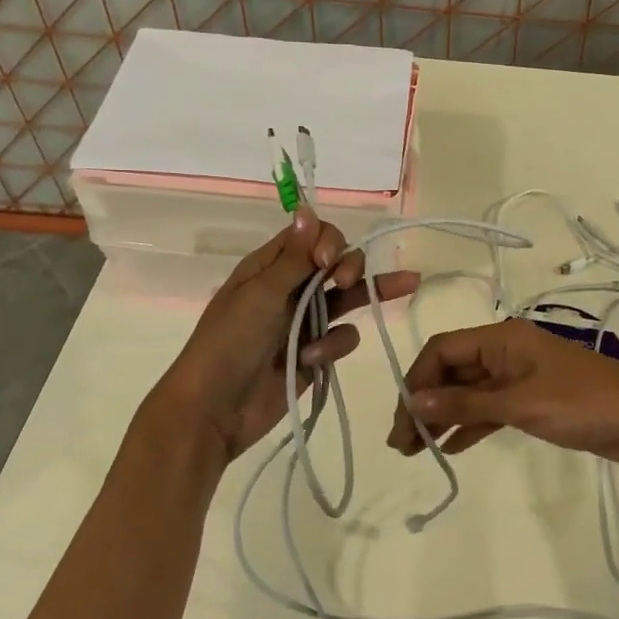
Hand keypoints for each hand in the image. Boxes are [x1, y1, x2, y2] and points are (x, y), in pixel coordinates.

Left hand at [141, 210, 419, 463]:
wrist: (214, 410)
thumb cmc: (229, 342)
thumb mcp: (261, 294)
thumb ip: (293, 256)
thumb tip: (307, 208)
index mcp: (270, 267)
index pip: (313, 236)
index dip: (329, 242)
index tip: (326, 263)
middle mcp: (291, 289)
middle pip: (338, 263)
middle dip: (351, 266)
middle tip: (348, 283)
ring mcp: (305, 322)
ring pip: (350, 298)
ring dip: (364, 296)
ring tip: (404, 288)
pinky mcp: (317, 354)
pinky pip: (343, 337)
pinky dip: (334, 346)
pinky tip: (313, 360)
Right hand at [385, 318, 618, 470]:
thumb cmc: (580, 403)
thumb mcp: (520, 404)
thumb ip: (466, 404)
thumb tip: (413, 401)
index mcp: (502, 339)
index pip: (443, 350)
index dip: (417, 380)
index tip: (402, 418)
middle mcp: (506, 352)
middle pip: (453, 371)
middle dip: (424, 402)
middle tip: (401, 443)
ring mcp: (520, 377)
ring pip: (469, 392)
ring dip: (443, 416)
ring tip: (416, 450)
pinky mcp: (532, 401)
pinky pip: (490, 408)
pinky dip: (470, 425)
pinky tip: (451, 447)